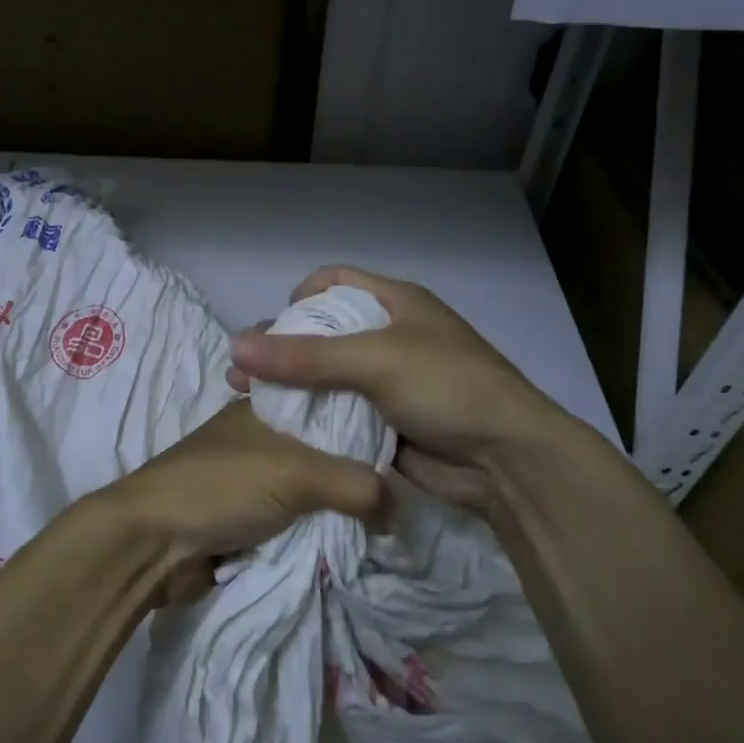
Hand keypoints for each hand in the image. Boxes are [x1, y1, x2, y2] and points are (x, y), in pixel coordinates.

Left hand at [81, 398, 389, 599]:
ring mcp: (251, 478)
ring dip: (337, 504)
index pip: (327, 397)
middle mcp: (260, 436)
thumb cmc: (220, 486)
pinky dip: (317, 528)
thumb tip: (399, 510)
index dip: (365, 412)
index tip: (408, 434)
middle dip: (357, 467)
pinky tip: (352, 538)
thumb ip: (355, 486)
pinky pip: (295, 519)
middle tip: (407, 483)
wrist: (151, 543)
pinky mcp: (245, 517)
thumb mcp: (296, 474)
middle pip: (323, 446)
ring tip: (388, 518)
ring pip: (310, 487)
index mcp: (265, 406)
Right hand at [228, 266, 584, 515]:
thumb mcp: (375, 361)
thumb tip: (235, 347)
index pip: (336, 281)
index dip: (299, 296)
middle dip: (282, 349)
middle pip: (324, 332)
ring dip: (292, 387)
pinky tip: (281, 429)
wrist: (507, 460)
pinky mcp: (386, 421)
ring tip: (249, 402)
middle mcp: (390, 336)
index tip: (272, 326)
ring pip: (328, 377)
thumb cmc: (446, 387)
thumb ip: (304, 356)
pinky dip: (313, 418)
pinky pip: (340, 412)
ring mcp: (389, 382)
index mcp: (396, 303)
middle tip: (242, 372)